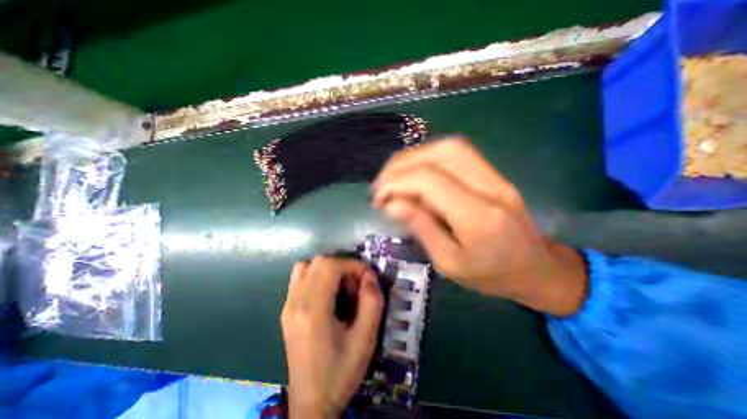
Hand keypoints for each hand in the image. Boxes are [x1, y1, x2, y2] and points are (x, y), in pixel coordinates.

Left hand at [282, 257, 380, 416]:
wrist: (311, 403)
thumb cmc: (341, 372)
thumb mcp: (366, 339)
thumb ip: (372, 302)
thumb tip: (369, 276)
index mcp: (313, 310)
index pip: (330, 266)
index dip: (352, 265)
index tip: (367, 278)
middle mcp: (295, 302)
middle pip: (318, 261)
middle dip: (342, 265)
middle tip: (355, 284)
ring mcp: (287, 305)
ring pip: (306, 266)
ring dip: (328, 269)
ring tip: (341, 287)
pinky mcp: (286, 310)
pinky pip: (300, 278)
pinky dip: (317, 276)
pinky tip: (328, 294)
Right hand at [370, 140, 586, 314]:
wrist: (537, 269)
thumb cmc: (491, 276)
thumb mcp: (449, 263)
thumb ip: (421, 228)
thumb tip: (391, 204)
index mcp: (478, 217)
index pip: (429, 180)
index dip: (396, 182)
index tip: (378, 198)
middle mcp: (490, 187)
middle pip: (440, 153)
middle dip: (401, 165)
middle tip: (382, 184)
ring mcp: (495, 176)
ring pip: (448, 147)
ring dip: (413, 157)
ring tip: (394, 178)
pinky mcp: (493, 174)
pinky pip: (456, 153)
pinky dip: (428, 158)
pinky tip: (415, 174)